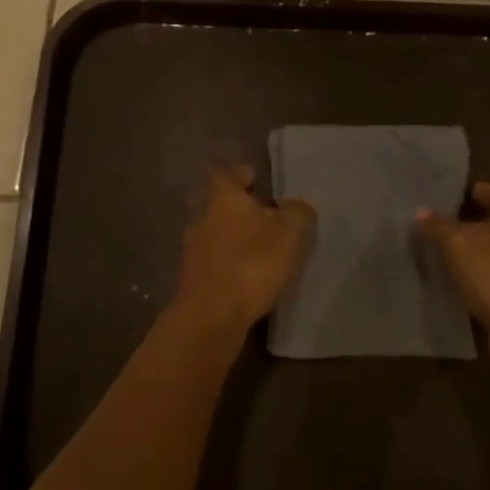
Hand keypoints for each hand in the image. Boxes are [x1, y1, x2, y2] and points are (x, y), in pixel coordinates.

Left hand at [177, 166, 315, 336]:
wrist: (212, 315)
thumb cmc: (252, 262)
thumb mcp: (289, 232)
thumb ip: (297, 213)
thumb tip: (298, 206)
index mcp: (223, 197)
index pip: (229, 174)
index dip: (243, 175)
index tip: (257, 180)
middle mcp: (201, 217)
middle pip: (218, 205)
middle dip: (237, 209)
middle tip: (261, 216)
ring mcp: (192, 250)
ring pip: (213, 234)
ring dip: (230, 238)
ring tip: (255, 249)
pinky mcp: (191, 279)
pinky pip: (212, 262)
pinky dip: (225, 264)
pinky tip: (243, 275)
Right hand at [417, 183, 489, 391]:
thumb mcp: (458, 243)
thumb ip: (438, 226)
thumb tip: (421, 210)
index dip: (474, 191)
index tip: (446, 195)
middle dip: (466, 223)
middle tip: (433, 222)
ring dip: (468, 253)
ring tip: (434, 251)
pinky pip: (489, 281)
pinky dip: (472, 280)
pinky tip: (448, 282)